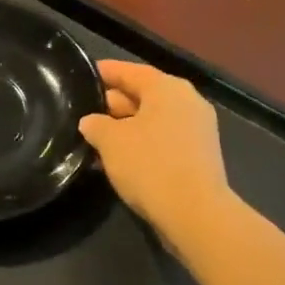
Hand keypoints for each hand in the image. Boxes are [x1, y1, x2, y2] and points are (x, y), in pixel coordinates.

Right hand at [78, 61, 228, 229]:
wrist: (194, 213)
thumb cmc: (150, 165)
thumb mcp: (111, 141)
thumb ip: (96, 125)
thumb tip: (90, 121)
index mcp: (167, 88)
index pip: (130, 71)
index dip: (105, 72)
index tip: (84, 75)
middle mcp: (187, 101)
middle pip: (144, 94)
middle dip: (114, 103)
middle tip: (84, 111)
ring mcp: (197, 129)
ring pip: (153, 119)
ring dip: (126, 128)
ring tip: (95, 139)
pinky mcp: (200, 155)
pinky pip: (163, 139)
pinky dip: (141, 144)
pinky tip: (118, 159)